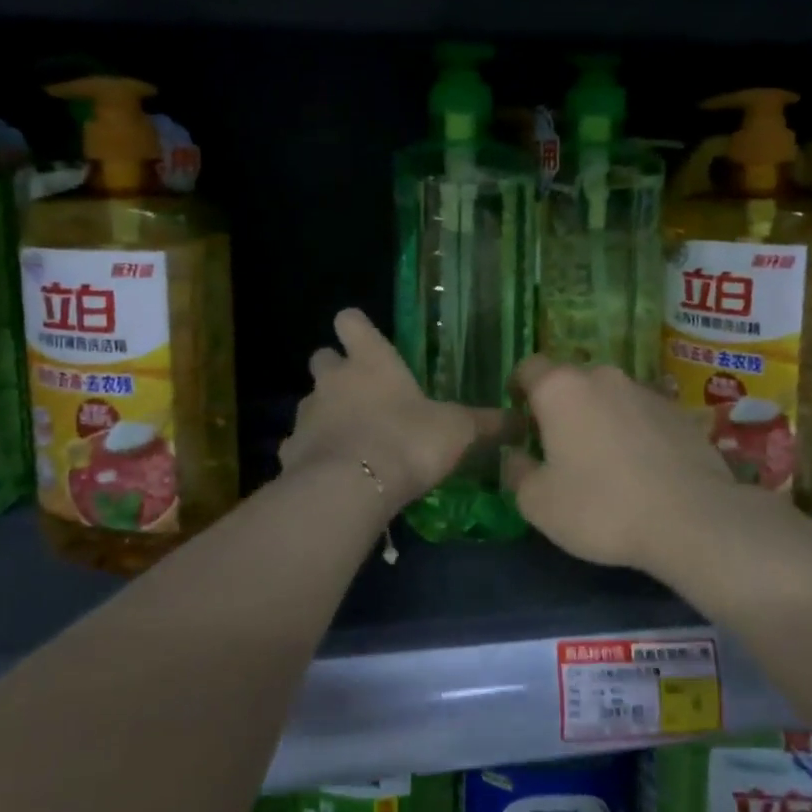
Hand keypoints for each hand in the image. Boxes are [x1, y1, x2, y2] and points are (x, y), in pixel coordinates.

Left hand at [279, 309, 503, 512]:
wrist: (351, 489)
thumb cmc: (408, 441)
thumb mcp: (457, 431)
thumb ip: (485, 423)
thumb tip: (521, 419)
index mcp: (372, 361)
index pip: (351, 321)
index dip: (356, 327)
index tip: (364, 338)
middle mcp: (333, 380)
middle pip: (322, 357)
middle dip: (336, 369)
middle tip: (361, 392)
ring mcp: (307, 414)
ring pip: (310, 402)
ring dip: (326, 413)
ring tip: (352, 439)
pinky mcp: (290, 451)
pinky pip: (300, 445)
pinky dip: (313, 453)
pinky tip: (334, 473)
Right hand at [506, 358, 738, 574]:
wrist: (693, 519)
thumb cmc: (602, 507)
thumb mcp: (539, 503)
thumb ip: (516, 472)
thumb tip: (514, 456)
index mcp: (560, 389)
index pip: (529, 367)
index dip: (519, 388)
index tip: (519, 416)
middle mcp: (603, 377)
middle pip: (571, 382)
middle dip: (561, 407)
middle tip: (559, 446)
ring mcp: (645, 390)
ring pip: (609, 397)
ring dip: (599, 418)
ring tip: (604, 461)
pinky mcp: (679, 412)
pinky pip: (642, 415)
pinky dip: (634, 432)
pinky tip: (641, 469)